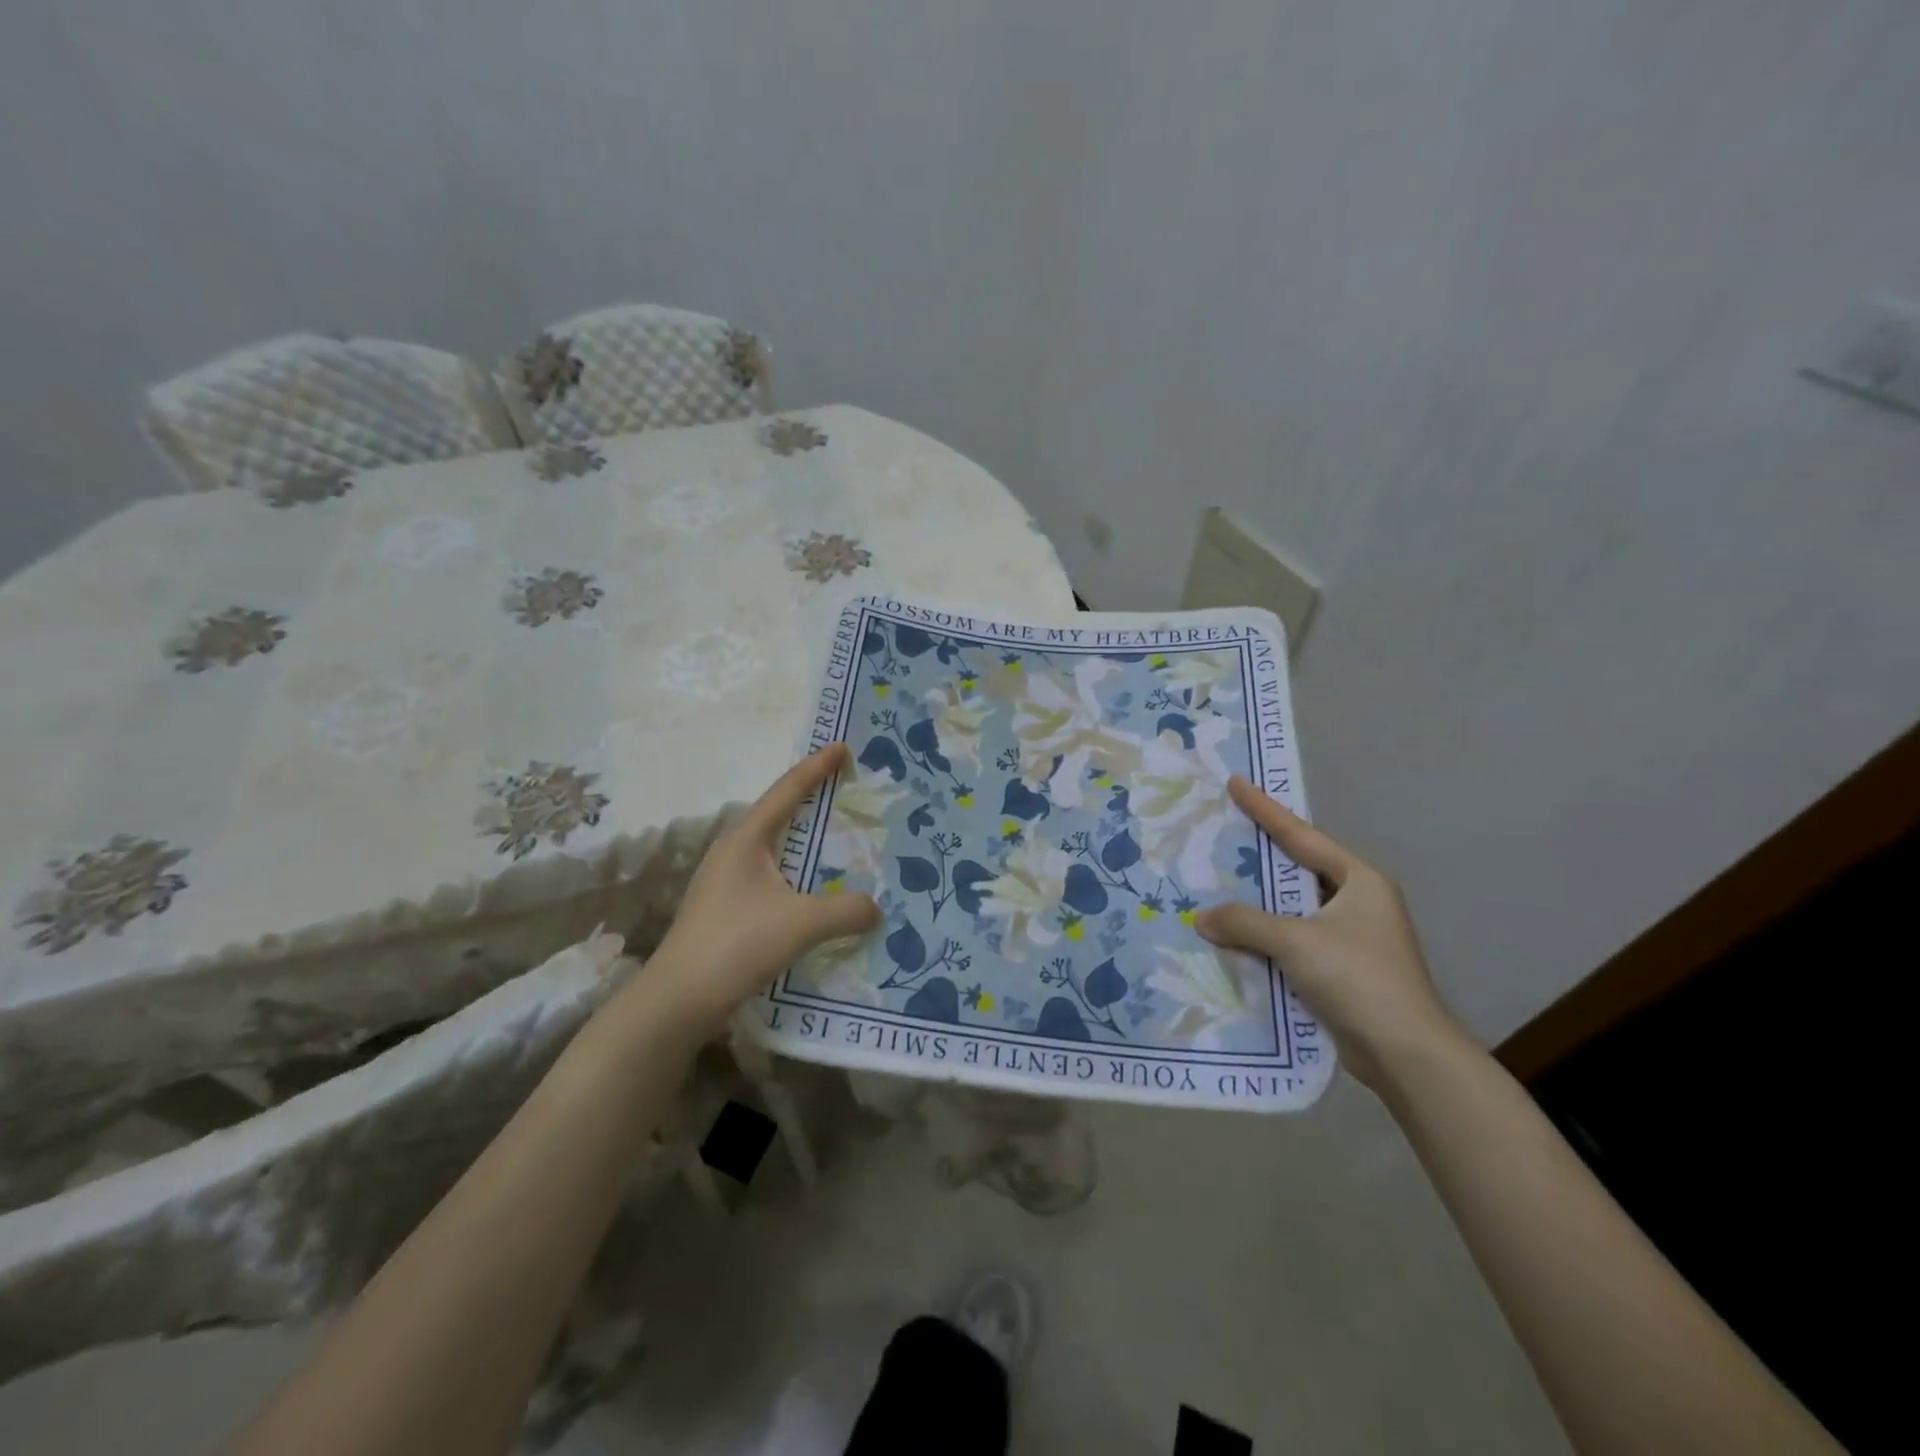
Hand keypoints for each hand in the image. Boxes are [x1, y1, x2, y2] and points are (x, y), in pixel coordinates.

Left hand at [640, 744, 880, 1028]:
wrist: (677, 1001)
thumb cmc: (737, 945)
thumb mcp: (801, 924)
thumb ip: (845, 911)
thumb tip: (875, 908)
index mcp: (746, 840)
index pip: (787, 791)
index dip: (816, 767)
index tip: (842, 746)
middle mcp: (732, 852)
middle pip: (777, 814)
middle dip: (811, 800)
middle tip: (845, 791)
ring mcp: (723, 882)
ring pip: (772, 849)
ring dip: (803, 841)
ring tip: (836, 842)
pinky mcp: (723, 911)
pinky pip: (768, 877)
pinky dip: (795, 874)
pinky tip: (811, 894)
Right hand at [1194, 776, 1463, 1089]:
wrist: (1405, 1053)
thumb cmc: (1358, 978)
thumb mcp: (1296, 941)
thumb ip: (1245, 923)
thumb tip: (1202, 918)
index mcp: (1359, 881)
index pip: (1302, 836)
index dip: (1266, 809)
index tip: (1237, 782)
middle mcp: (1358, 902)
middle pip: (1298, 870)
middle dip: (1260, 856)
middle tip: (1222, 834)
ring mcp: (1352, 938)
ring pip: (1293, 908)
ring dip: (1259, 903)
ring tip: (1217, 885)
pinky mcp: (1342, 970)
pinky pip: (1294, 940)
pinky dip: (1266, 937)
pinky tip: (1234, 936)